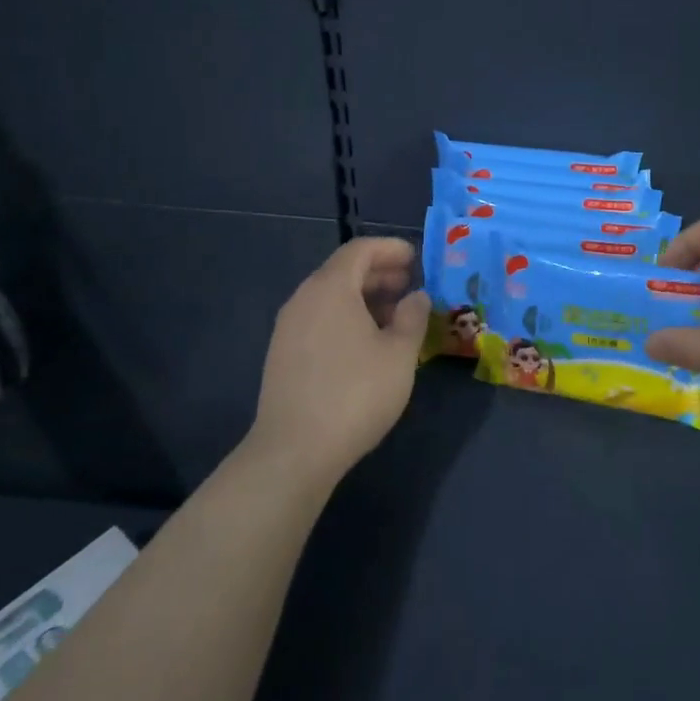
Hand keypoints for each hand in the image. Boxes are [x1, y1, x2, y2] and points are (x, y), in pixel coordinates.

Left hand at [248, 237, 431, 484]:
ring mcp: (288, 328)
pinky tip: (367, 344)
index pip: (360, 250)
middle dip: (379, 273)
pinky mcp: (283, 355)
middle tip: (410, 286)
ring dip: (364, 298)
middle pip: (343, 271)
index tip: (416, 258)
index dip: (390, 249)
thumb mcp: (399, 353)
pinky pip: (319, 319)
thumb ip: (412, 317)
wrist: (294, 451)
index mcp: (330, 288)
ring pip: (330, 297)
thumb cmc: (355, 393)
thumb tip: (417, 296)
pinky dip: (346, 317)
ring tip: (394, 317)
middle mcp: (304, 299)